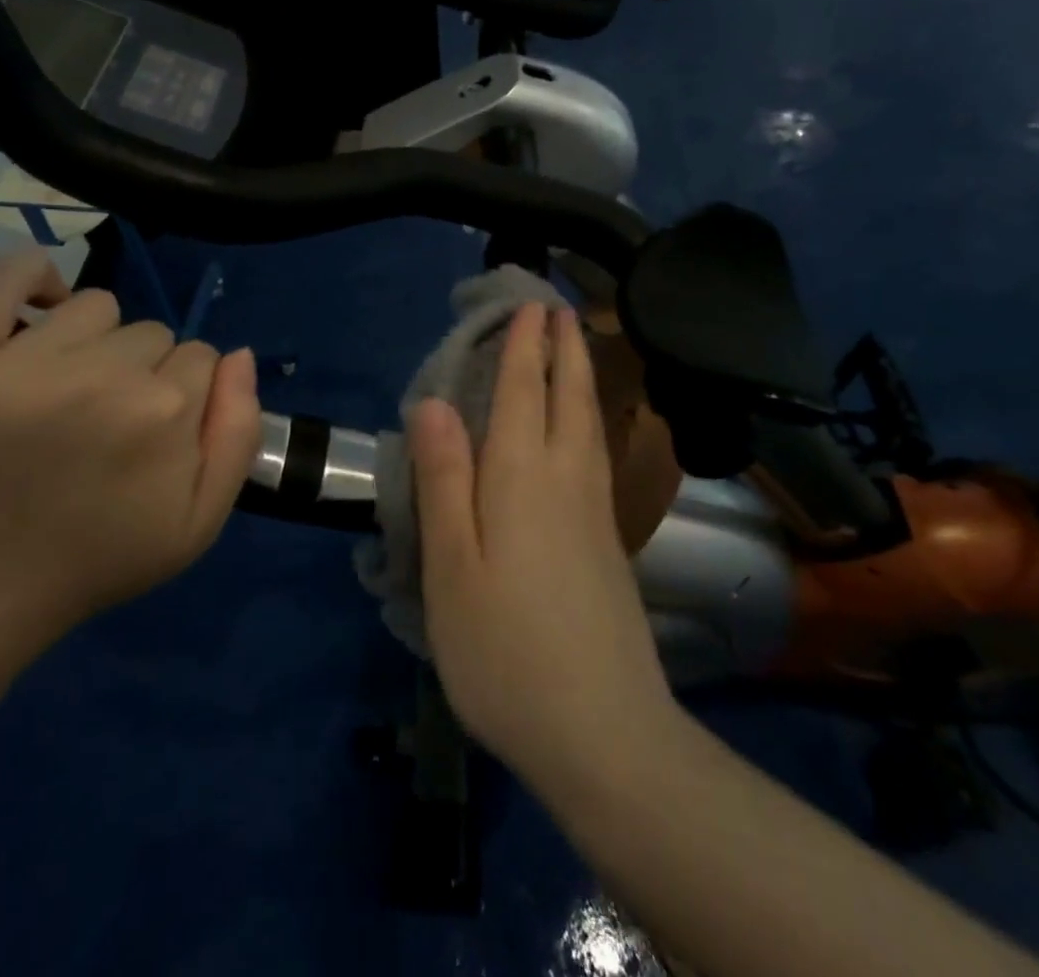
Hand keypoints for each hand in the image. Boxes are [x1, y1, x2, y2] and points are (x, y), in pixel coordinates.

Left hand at [0, 251, 260, 648]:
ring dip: (92, 341)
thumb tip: (238, 355)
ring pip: (96, 306)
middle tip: (103, 425)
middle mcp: (102, 374)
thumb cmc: (96, 559)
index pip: (200, 357)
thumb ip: (239, 432)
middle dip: (141, 371)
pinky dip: (29, 277)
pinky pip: (4, 274)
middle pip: (151, 333)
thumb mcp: (199, 522)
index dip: (183, 395)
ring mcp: (21, 360)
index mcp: (166, 411)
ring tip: (64, 392)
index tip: (152, 435)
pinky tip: (35, 311)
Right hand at [409, 304, 674, 788]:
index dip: (522, 347)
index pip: (521, 393)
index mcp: (521, 478)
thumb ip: (444, 480)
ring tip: (579, 346)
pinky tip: (587, 429)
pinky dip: (590, 419)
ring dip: (582, 377)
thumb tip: (430, 404)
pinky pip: (597, 453)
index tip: (528, 305)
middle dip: (564, 347)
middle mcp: (565, 481)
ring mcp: (594, 512)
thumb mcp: (453, 566)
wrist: (604, 734)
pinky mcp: (608, 543)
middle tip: (560, 307)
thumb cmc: (506, 651)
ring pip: (590, 424)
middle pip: (568, 397)